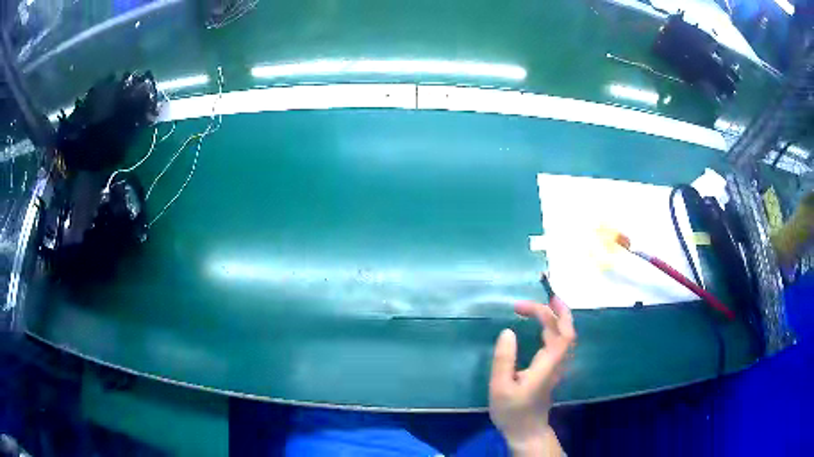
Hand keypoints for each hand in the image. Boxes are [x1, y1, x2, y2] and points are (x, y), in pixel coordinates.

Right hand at [489, 298, 575, 455]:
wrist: (526, 431)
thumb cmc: (512, 411)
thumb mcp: (500, 387)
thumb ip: (504, 359)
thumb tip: (508, 331)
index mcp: (548, 364)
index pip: (558, 331)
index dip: (546, 314)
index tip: (520, 307)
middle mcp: (558, 362)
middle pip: (567, 330)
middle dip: (557, 310)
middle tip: (541, 297)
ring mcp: (558, 366)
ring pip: (567, 336)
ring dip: (559, 318)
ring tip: (545, 305)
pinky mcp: (553, 370)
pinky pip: (561, 342)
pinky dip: (556, 328)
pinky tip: (545, 326)